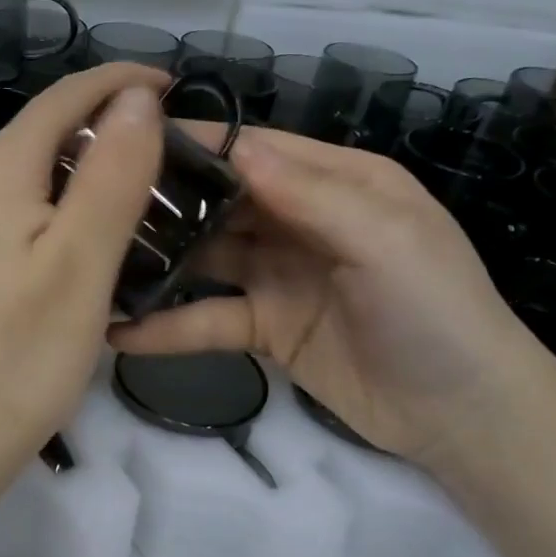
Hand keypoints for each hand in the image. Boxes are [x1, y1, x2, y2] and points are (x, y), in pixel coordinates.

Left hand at [0, 64, 165, 475]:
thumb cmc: (18, 356)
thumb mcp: (82, 261)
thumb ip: (113, 171)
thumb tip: (136, 98)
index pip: (67, 97)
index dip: (123, 83)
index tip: (177, 90)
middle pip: (46, 136)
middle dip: (108, 139)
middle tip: (173, 170)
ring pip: (31, 180)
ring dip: (85, 183)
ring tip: (141, 212)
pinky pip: (12, 218)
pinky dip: (56, 219)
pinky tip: (83, 253)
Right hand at [109, 126, 552, 464]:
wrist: (462, 416)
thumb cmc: (435, 311)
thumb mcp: (383, 239)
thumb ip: (310, 193)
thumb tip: (236, 146)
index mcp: (339, 183)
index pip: (257, 151)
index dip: (198, 144)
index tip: (127, 140)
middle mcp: (304, 222)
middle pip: (223, 202)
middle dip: (166, 203)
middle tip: (93, 206)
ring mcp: (281, 278)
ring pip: (208, 260)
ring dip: (159, 263)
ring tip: (96, 264)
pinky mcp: (267, 330)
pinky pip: (210, 320)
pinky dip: (170, 327)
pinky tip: (121, 332)